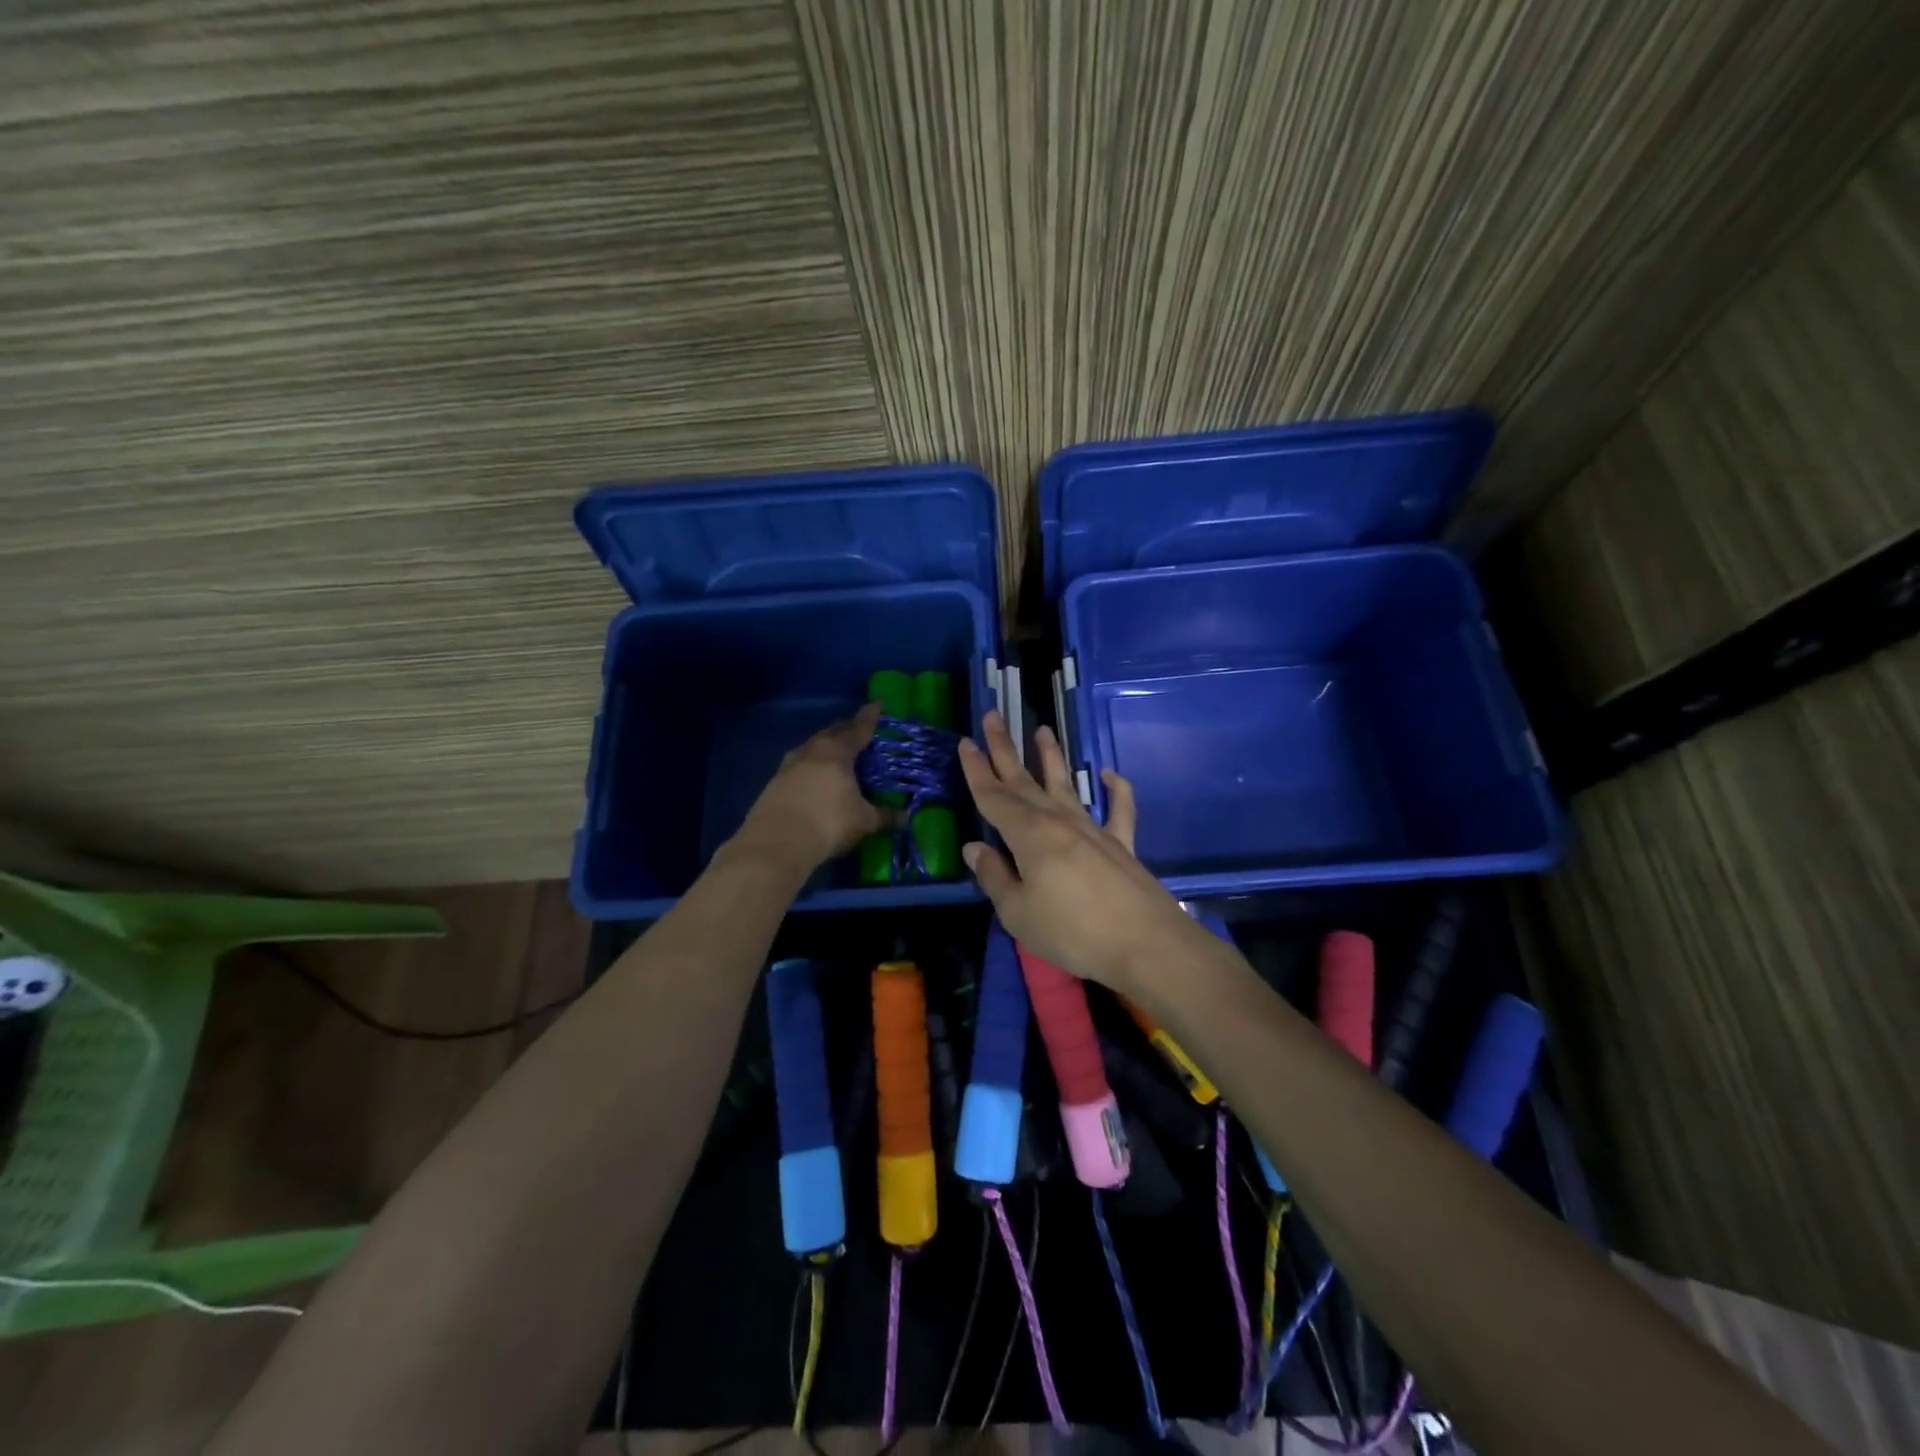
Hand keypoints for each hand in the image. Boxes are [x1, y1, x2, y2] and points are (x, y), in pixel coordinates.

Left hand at [734, 703, 887, 870]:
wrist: (775, 843)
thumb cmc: (828, 823)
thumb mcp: (863, 821)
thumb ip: (884, 816)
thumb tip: (905, 818)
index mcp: (837, 750)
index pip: (859, 727)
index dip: (871, 716)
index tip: (878, 703)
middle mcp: (812, 750)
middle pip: (833, 732)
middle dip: (848, 729)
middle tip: (860, 731)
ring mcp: (789, 764)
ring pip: (813, 747)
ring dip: (827, 747)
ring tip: (839, 754)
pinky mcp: (774, 782)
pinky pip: (800, 765)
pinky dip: (813, 766)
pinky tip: (817, 778)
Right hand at [958, 711, 1197, 995]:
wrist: (1143, 943)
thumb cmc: (1071, 931)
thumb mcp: (1018, 913)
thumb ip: (994, 877)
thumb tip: (974, 848)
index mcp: (1028, 834)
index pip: (993, 796)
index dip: (977, 770)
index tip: (965, 742)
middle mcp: (1058, 821)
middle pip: (1024, 780)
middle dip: (1005, 748)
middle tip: (993, 716)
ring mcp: (1093, 829)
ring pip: (1066, 785)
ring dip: (1051, 757)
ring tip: (1042, 730)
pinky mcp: (1121, 844)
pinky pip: (1119, 810)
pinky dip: (1117, 790)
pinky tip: (1110, 774)